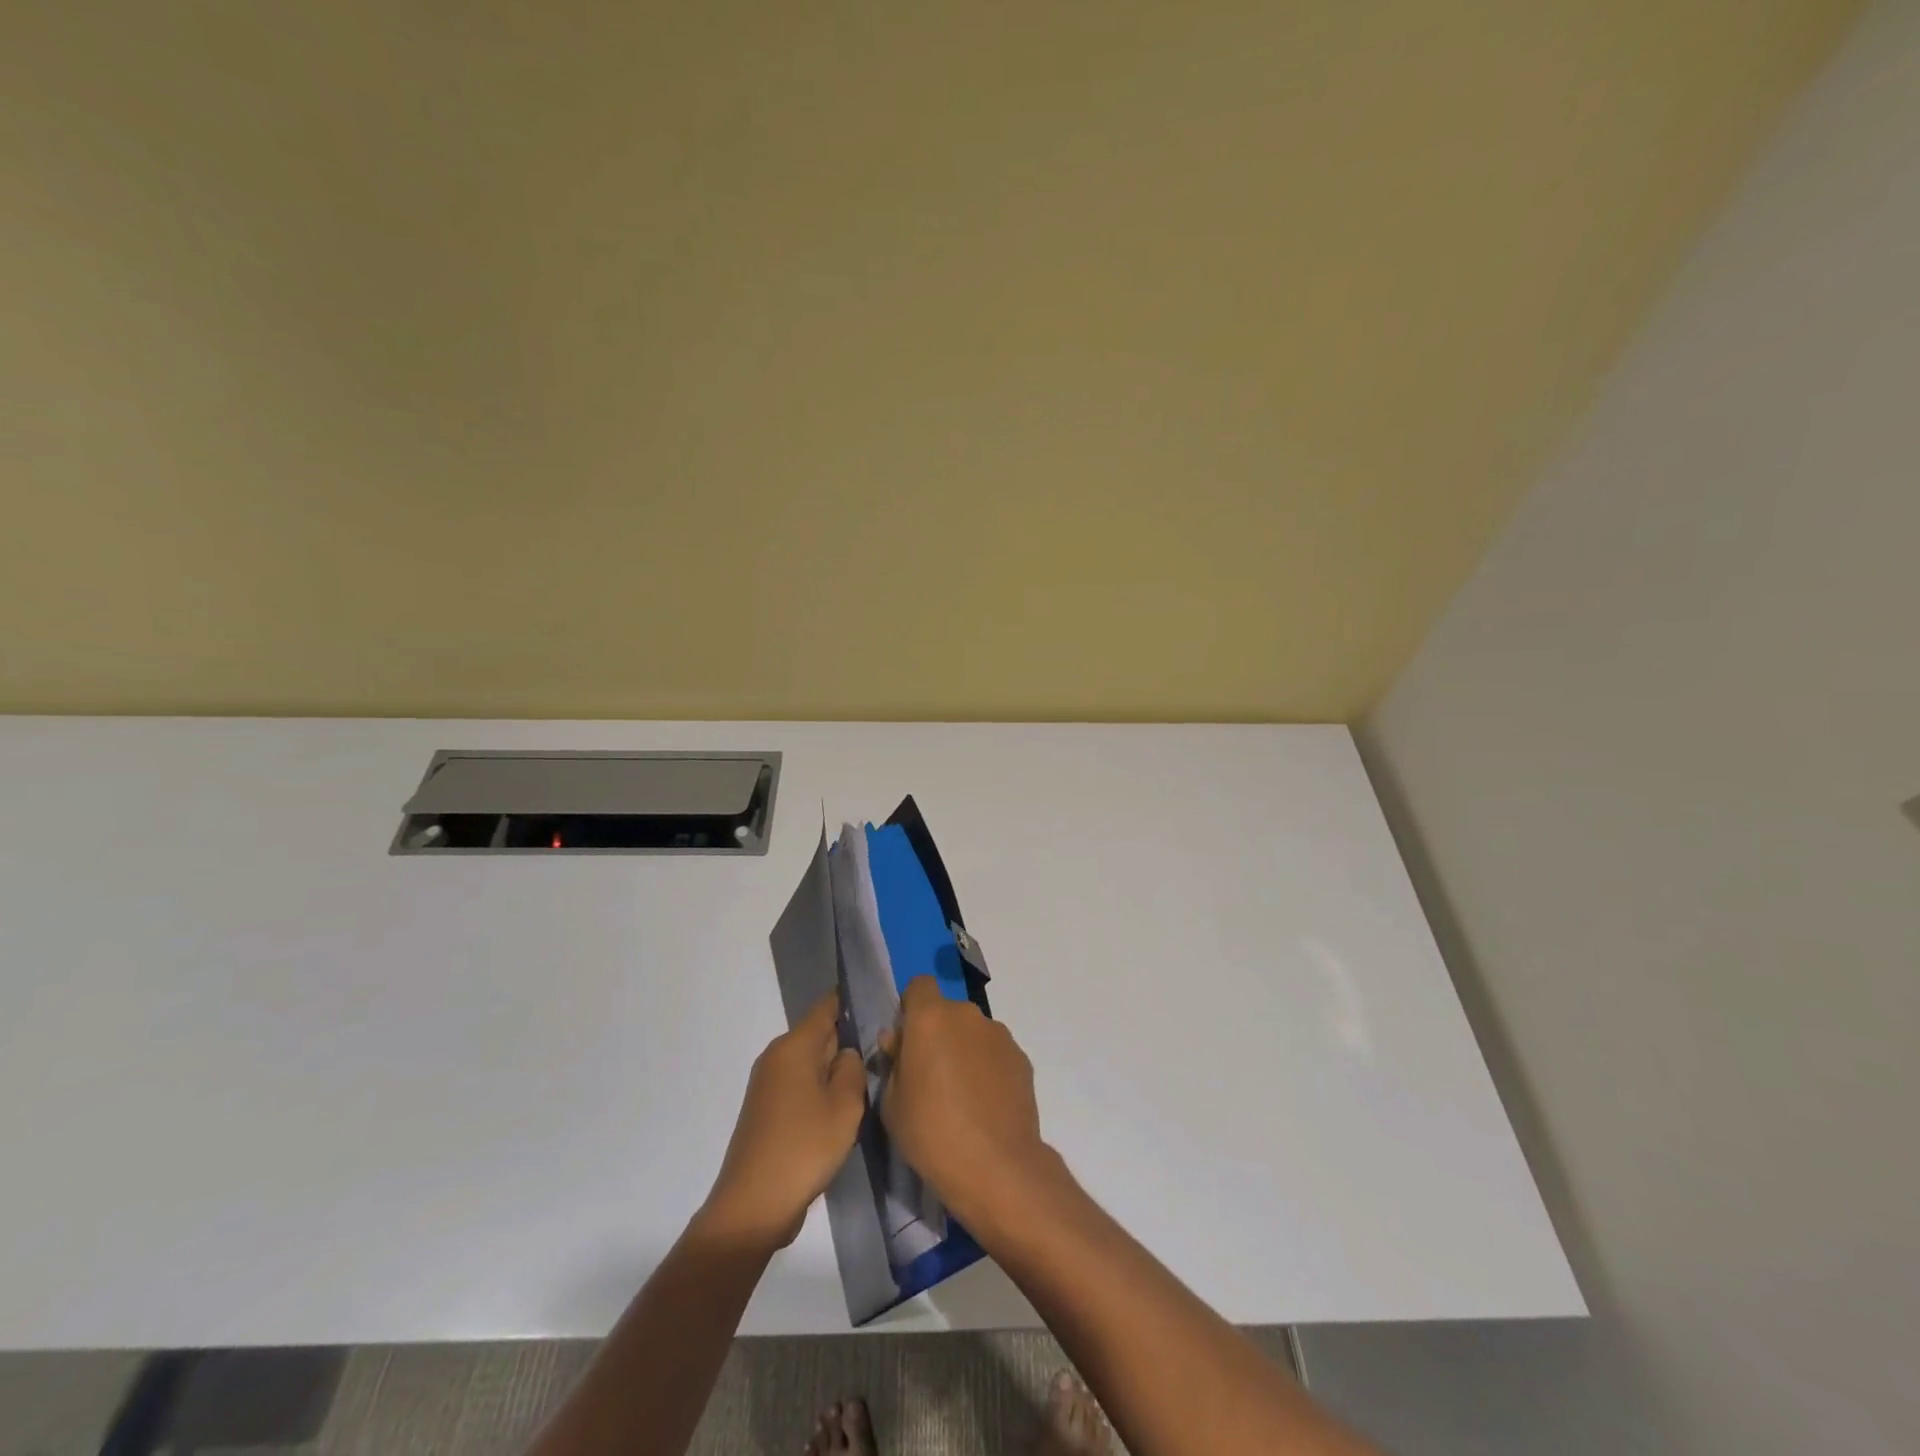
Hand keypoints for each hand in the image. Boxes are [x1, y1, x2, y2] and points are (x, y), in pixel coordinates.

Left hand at [701, 992, 866, 1249]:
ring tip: (862, 1088)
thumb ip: (853, 1068)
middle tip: (879, 1055)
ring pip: (809, 1062)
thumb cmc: (804, 1147)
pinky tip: (835, 1113)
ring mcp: (766, 1084)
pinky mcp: (764, 1110)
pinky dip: (818, 1091)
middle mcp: (775, 1056)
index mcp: (794, 1046)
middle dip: (845, 1042)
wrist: (753, 1206)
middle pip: (817, 1034)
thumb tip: (846, 1053)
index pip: (826, 1007)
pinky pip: (798, 1085)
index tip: (877, 1008)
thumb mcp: (845, 1105)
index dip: (850, 1002)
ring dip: (832, 1071)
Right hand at [879, 976, 1052, 1233]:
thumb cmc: (931, 1133)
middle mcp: (966, 1015)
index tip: (907, 1040)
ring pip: (972, 1032)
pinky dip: (987, 1068)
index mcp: (930, 1018)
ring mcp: (998, 1034)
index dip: (911, 1008)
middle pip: (946, 1011)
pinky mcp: (1021, 1057)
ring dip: (964, 1050)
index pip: (918, 986)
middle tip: (930, 1076)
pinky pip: (995, 1053)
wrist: (996, 1166)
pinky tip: (985, 1105)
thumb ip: (893, 1062)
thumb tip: (898, 1042)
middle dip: (937, 1033)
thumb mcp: (891, 1103)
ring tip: (961, 1096)